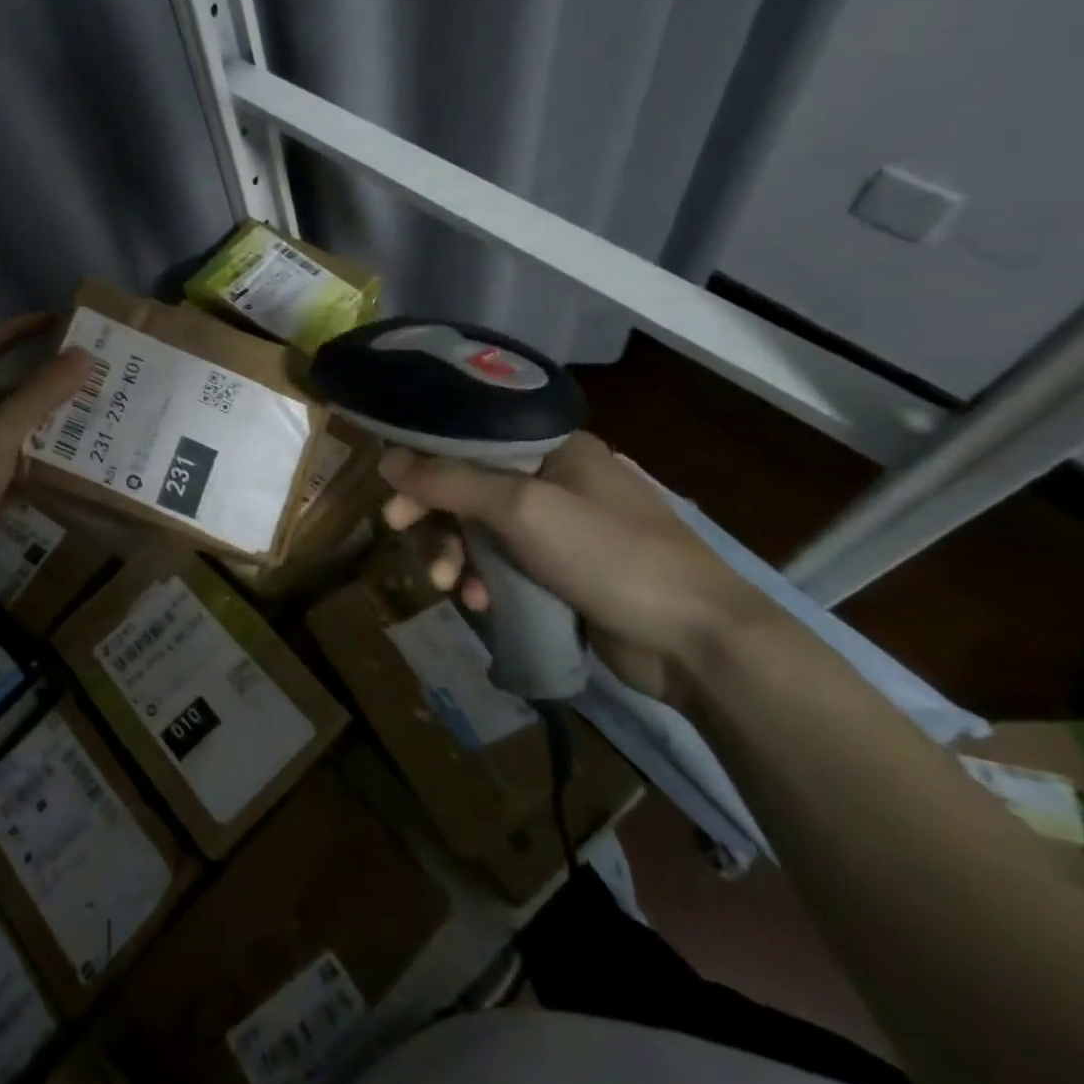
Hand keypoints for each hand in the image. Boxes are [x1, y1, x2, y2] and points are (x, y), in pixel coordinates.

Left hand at [0, 313, 90, 605]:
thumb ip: (39, 396)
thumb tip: (84, 354)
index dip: (18, 330)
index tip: (59, 321)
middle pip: (14, 394)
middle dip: (52, 383)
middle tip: (99, 380)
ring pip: (26, 436)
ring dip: (58, 428)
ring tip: (103, 422)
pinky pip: (29, 475)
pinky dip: (53, 470)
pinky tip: (85, 472)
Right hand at [377, 432, 771, 702]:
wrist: (698, 642)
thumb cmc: (610, 555)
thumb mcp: (522, 509)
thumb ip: (450, 481)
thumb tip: (386, 458)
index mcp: (552, 448)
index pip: (469, 441)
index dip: (425, 463)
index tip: (392, 492)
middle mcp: (554, 480)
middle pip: (469, 486)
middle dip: (435, 515)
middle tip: (398, 532)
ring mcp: (559, 528)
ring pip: (481, 530)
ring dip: (456, 553)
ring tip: (448, 584)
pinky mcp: (562, 572)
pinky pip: (503, 565)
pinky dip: (483, 579)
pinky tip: (479, 603)